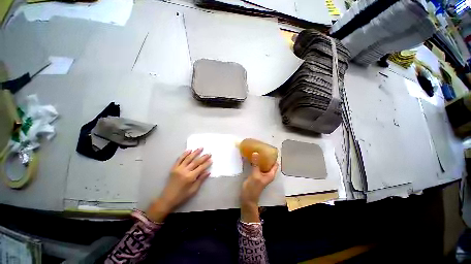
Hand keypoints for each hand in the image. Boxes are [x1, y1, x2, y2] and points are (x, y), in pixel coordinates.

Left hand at [146, 148, 211, 221]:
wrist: (167, 199)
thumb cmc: (182, 196)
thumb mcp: (193, 190)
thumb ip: (201, 180)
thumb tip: (208, 172)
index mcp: (190, 177)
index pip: (201, 168)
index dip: (207, 163)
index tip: (211, 159)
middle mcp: (184, 171)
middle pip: (196, 162)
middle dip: (203, 157)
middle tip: (209, 153)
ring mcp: (178, 168)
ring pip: (188, 158)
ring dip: (195, 152)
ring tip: (200, 148)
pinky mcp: (174, 168)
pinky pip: (179, 159)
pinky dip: (184, 154)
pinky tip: (189, 150)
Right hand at [240, 152, 277, 222]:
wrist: (247, 197)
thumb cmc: (253, 187)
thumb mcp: (255, 175)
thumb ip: (256, 164)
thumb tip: (256, 153)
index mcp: (270, 174)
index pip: (275, 164)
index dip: (274, 157)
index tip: (270, 149)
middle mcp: (267, 173)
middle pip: (269, 163)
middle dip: (266, 156)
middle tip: (261, 148)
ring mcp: (261, 174)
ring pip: (262, 164)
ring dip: (260, 158)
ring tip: (256, 150)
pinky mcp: (256, 174)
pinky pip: (257, 166)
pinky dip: (255, 161)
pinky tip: (251, 157)